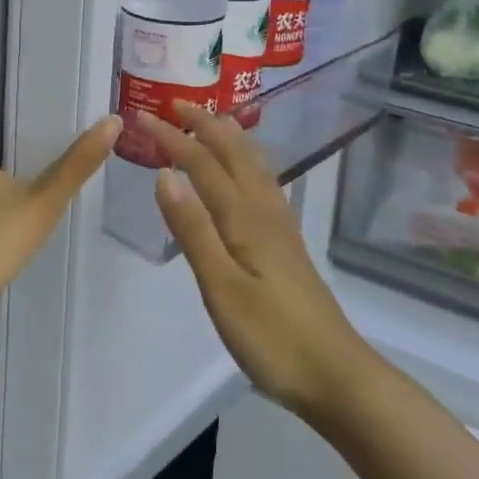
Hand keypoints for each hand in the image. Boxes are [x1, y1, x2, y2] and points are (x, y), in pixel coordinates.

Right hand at [139, 103, 371, 418]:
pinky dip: (247, 160)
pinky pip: (263, 181)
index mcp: (244, 217)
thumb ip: (193, 229)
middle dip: (204, 124)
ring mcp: (280, 225)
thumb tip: (165, 174)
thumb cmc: (271, 336)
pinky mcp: (287, 243)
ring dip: (229, 136)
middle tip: (176, 104)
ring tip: (213, 120)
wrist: (335, 374)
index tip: (143, 116)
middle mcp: (264, 210)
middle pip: (233, 152)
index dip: (172, 138)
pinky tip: (247, 171)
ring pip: (253, 163)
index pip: (202, 163)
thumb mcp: (221, 287)